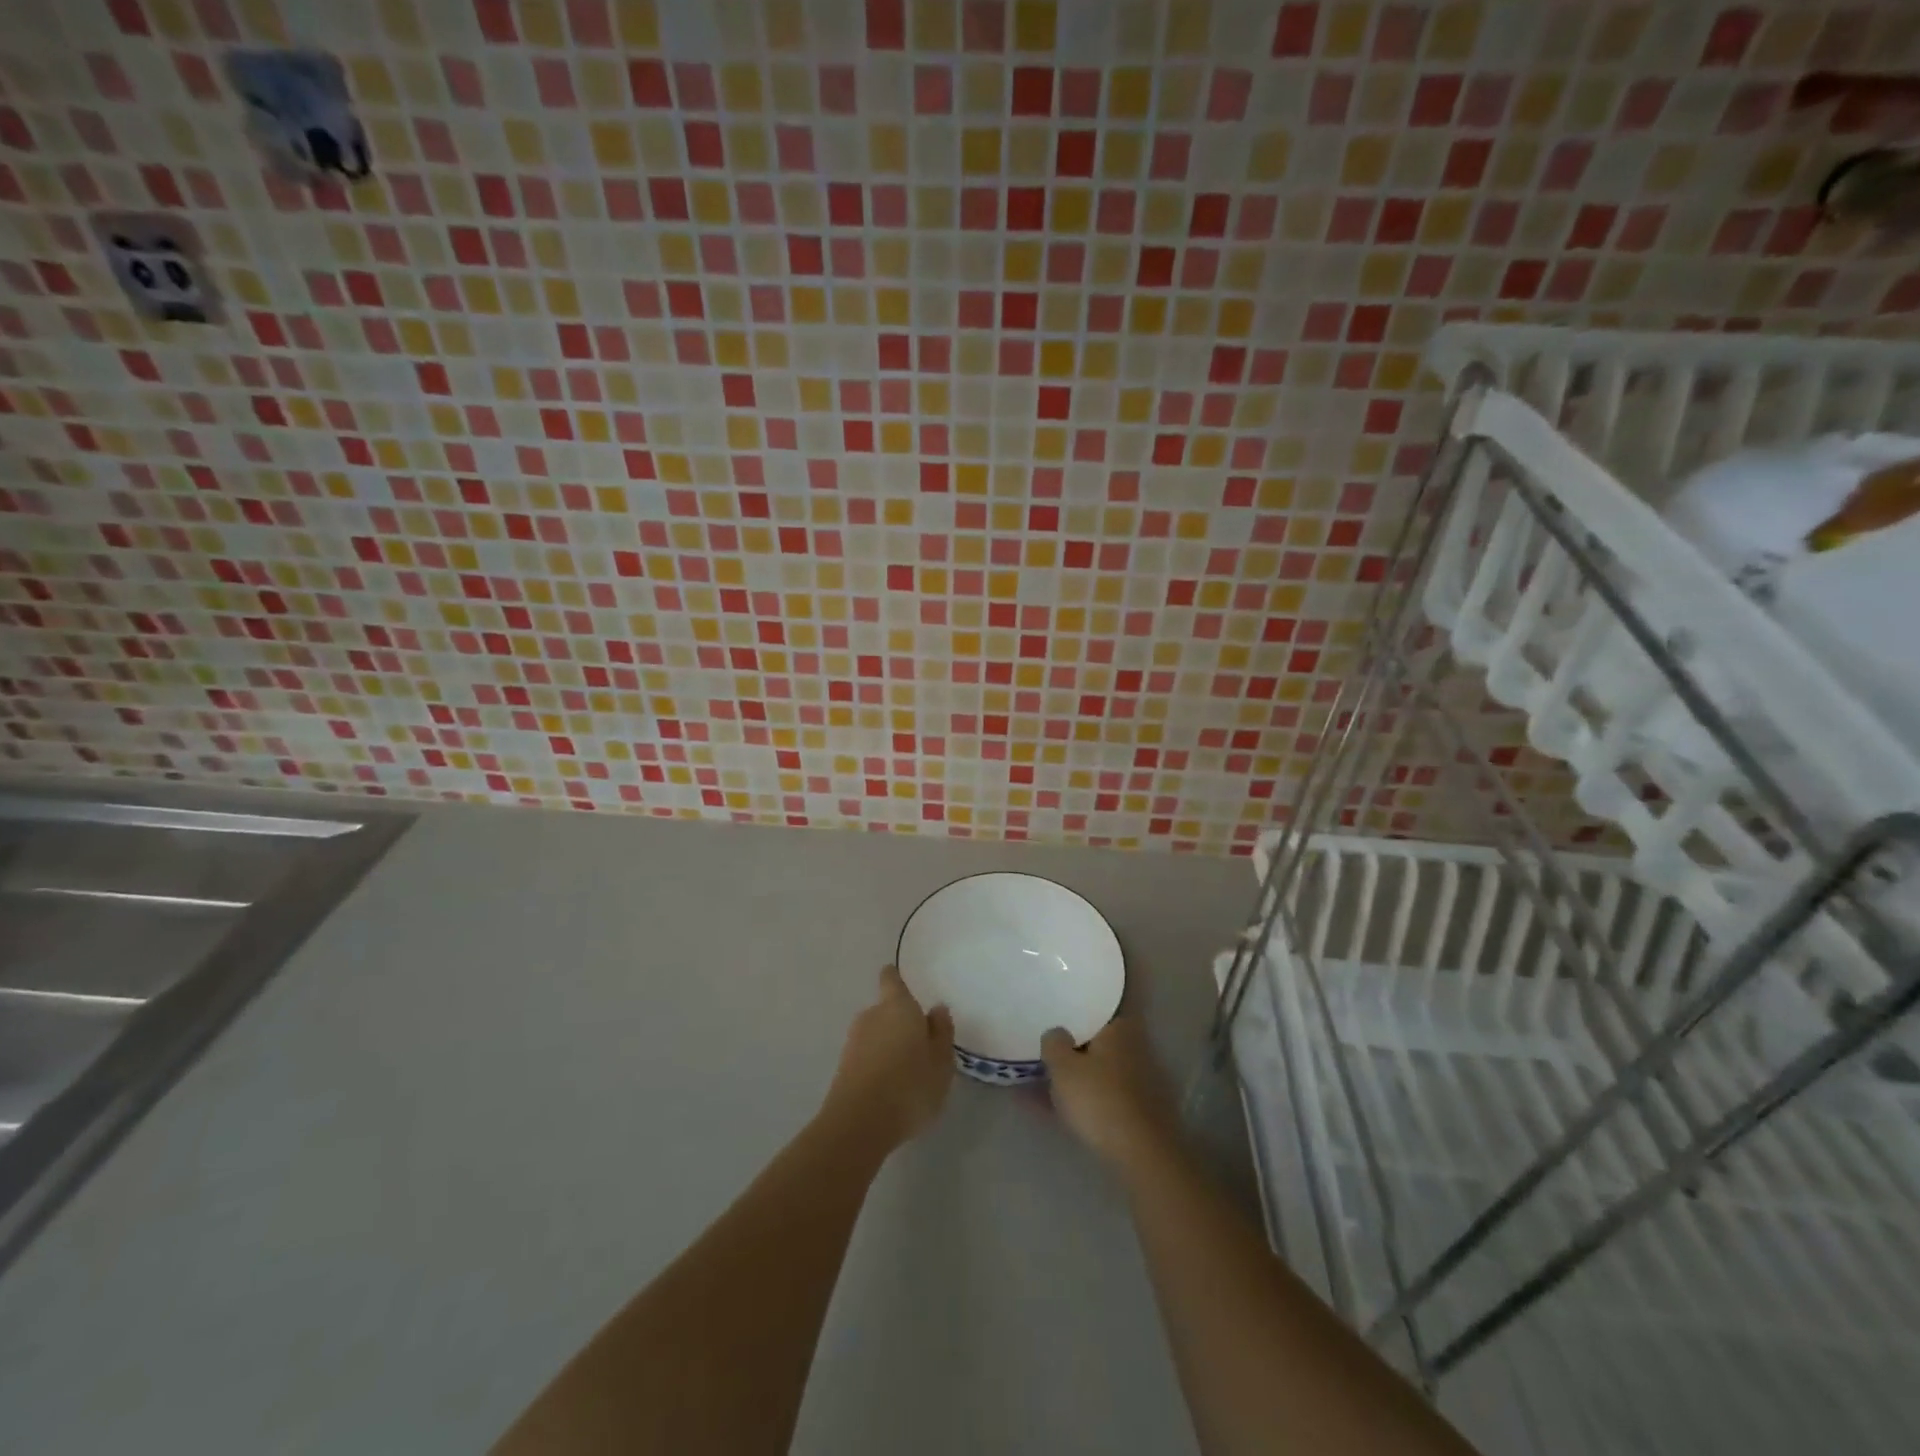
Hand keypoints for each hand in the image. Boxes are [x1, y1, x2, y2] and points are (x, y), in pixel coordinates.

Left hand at [823, 965, 954, 1147]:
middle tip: (920, 1042)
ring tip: (908, 1070)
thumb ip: (941, 1032)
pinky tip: (891, 1087)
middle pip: (885, 1010)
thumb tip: (937, 1009)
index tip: (899, 979)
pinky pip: (867, 1057)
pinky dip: (878, 1065)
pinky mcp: (843, 1068)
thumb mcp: (941, 1062)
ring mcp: (853, 1042)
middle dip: (899, 1022)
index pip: (892, 980)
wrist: (859, 1124)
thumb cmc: (910, 1086)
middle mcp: (871, 1016)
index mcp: (897, 1007)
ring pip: (875, 1035)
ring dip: (888, 1045)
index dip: (895, 978)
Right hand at [1041, 1014, 1178, 1172]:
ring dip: (1070, 1072)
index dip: (1079, 1003)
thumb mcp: (1063, 1066)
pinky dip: (1075, 1096)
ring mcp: (1134, 1079)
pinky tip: (1046, 1106)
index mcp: (1118, 1027)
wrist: (1140, 1154)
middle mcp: (1131, 1047)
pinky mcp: (1131, 1109)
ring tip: (1036, 1076)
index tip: (1060, 1002)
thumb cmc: (1099, 1098)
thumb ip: (1054, 1043)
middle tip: (1044, 1040)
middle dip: (1071, 1040)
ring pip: (1094, 1067)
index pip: (1099, 1004)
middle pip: (1095, 1037)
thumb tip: (1056, 1032)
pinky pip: (1096, 1093)